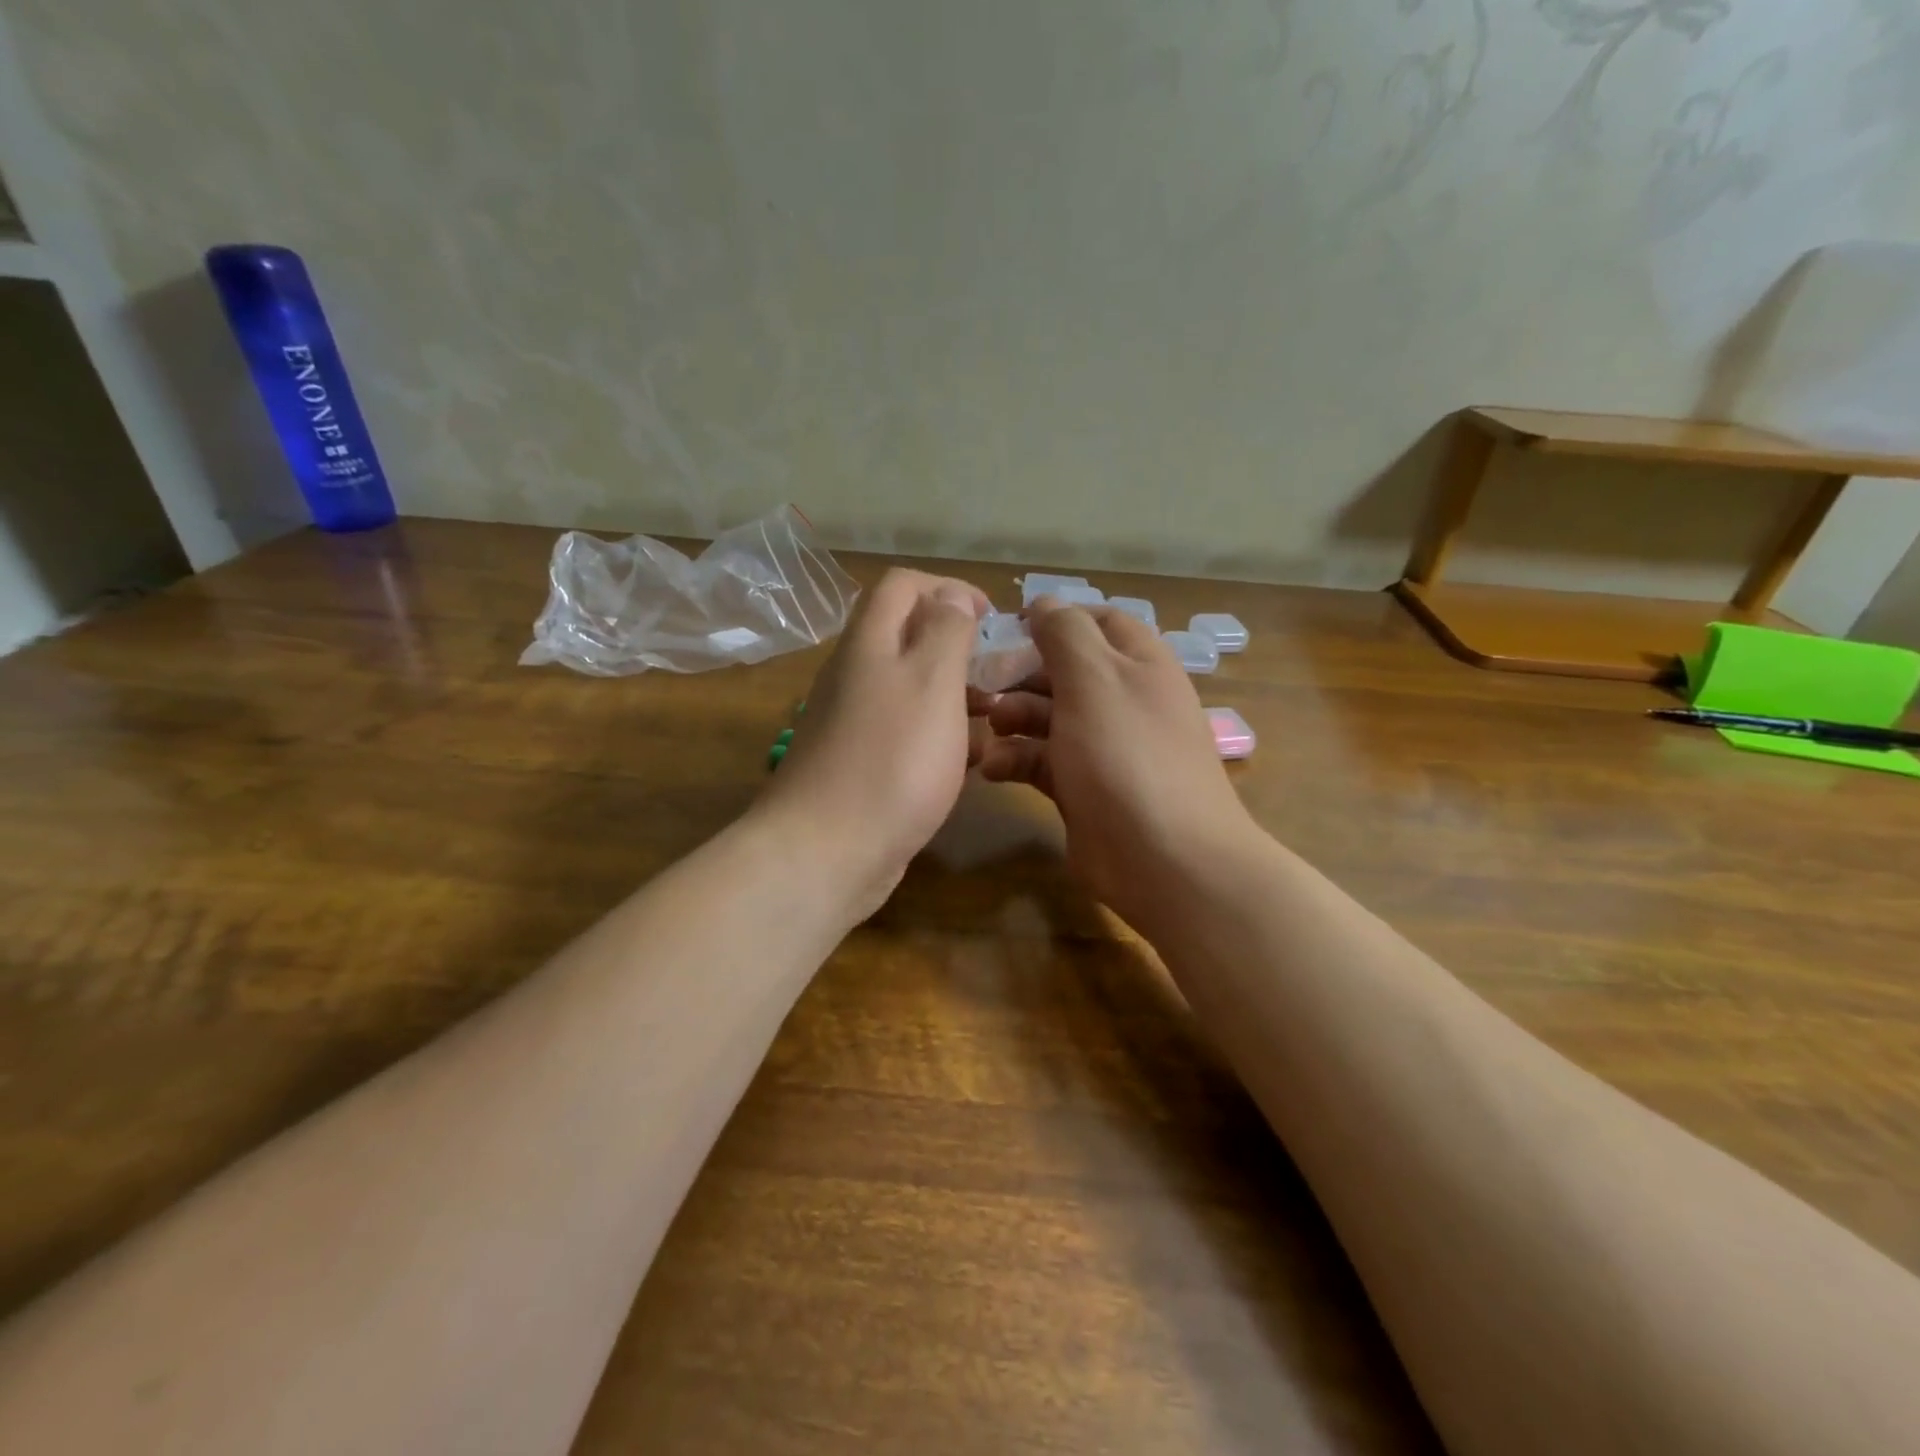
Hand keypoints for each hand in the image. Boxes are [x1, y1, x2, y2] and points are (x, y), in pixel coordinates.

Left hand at [755, 568, 988, 916]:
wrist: (826, 853)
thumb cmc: (892, 759)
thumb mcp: (932, 681)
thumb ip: (947, 630)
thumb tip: (952, 593)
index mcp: (869, 643)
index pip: (902, 584)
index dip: (950, 587)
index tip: (992, 617)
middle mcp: (855, 675)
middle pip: (907, 637)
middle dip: (958, 647)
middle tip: (999, 674)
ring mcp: (853, 723)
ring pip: (911, 691)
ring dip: (955, 697)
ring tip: (995, 719)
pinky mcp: (860, 765)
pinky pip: (906, 735)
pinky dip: (939, 738)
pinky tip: (970, 765)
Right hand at [975, 601, 1256, 936]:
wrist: (1165, 859)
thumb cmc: (1127, 755)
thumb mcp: (1094, 679)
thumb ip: (1065, 634)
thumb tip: (1044, 602)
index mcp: (1138, 664)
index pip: (1096, 622)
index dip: (1053, 621)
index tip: (1006, 629)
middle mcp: (1123, 700)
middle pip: (1064, 671)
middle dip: (1022, 674)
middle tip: (981, 685)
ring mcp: (1104, 747)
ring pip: (1049, 717)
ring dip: (1013, 717)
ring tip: (987, 726)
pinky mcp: (1083, 789)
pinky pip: (1043, 761)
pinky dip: (1017, 760)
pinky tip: (993, 768)